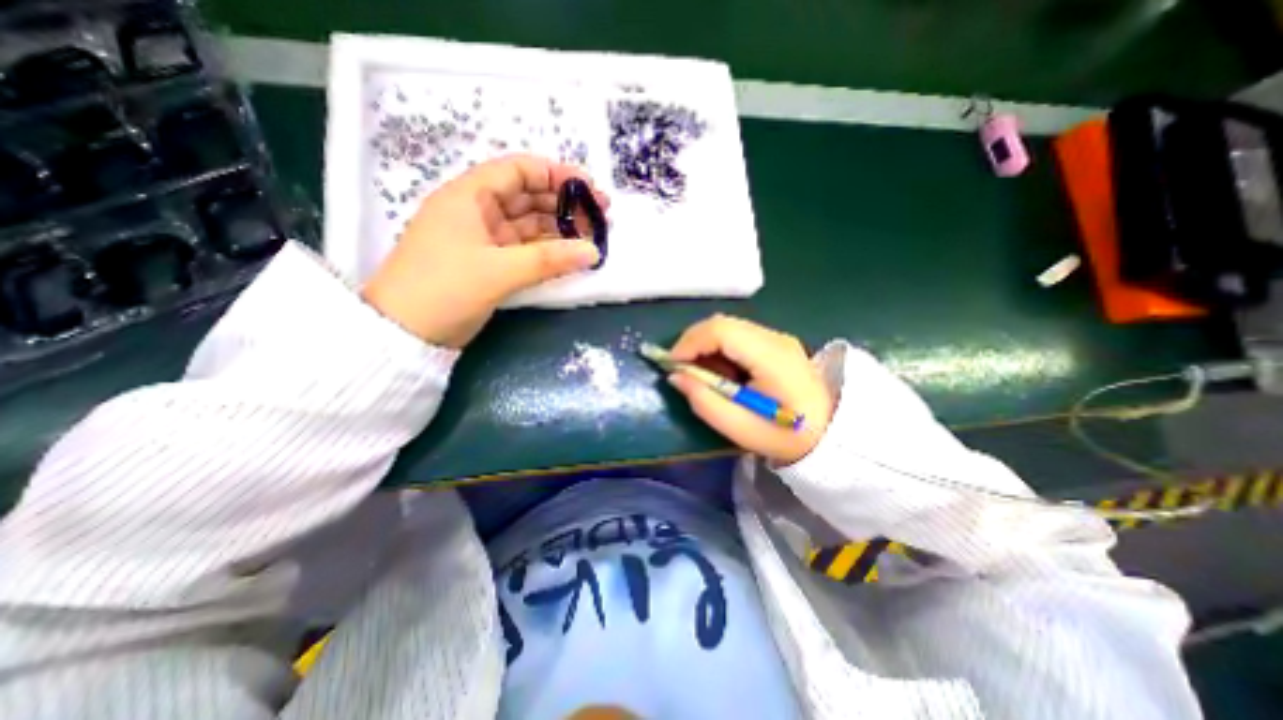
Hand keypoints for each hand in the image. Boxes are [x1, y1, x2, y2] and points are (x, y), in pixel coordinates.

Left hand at [356, 155, 606, 348]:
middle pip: (528, 198)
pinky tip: (571, 256)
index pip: (518, 170)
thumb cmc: (444, 289)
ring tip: (593, 238)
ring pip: (530, 226)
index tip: (590, 190)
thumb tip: (593, 252)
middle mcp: (477, 212)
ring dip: (560, 230)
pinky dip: (548, 252)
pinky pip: (526, 251)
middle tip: (601, 217)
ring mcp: (485, 240)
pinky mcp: (490, 265)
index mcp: (469, 197)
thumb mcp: (498, 271)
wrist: (405, 333)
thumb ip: (549, 260)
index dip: (556, 175)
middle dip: (565, 205)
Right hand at [666, 315, 839, 463]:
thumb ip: (704, 401)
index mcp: (770, 357)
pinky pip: (738, 336)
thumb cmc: (784, 435)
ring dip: (705, 344)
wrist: (830, 434)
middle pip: (722, 323)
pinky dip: (719, 348)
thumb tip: (676, 376)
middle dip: (693, 342)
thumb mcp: (739, 427)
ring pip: (728, 327)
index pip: (721, 330)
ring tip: (699, 372)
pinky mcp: (776, 343)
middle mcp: (775, 338)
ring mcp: (777, 338)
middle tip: (680, 368)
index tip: (672, 364)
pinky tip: (720, 370)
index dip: (690, 342)